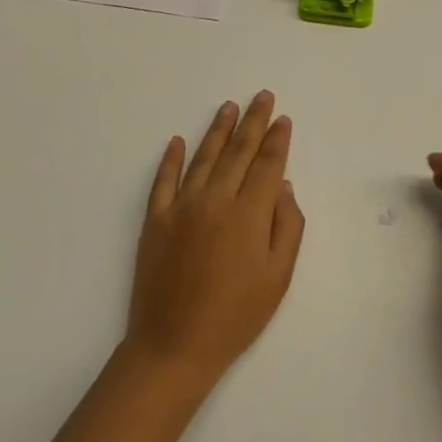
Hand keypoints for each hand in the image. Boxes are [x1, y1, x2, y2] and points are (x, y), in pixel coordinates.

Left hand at [125, 92, 305, 392]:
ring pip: (203, 158)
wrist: (174, 345)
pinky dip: (170, 159)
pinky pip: (163, 180)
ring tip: (228, 106)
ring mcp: (180, 207)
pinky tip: (176, 141)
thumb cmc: (235, 316)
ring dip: (217, 130)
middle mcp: (214, 200)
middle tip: (262, 97)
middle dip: (252, 122)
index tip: (283, 119)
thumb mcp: (278, 277)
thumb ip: (286, 226)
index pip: (266, 164)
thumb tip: (281, 184)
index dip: (276, 140)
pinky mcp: (155, 220)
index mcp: (248, 214)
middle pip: (237, 152)